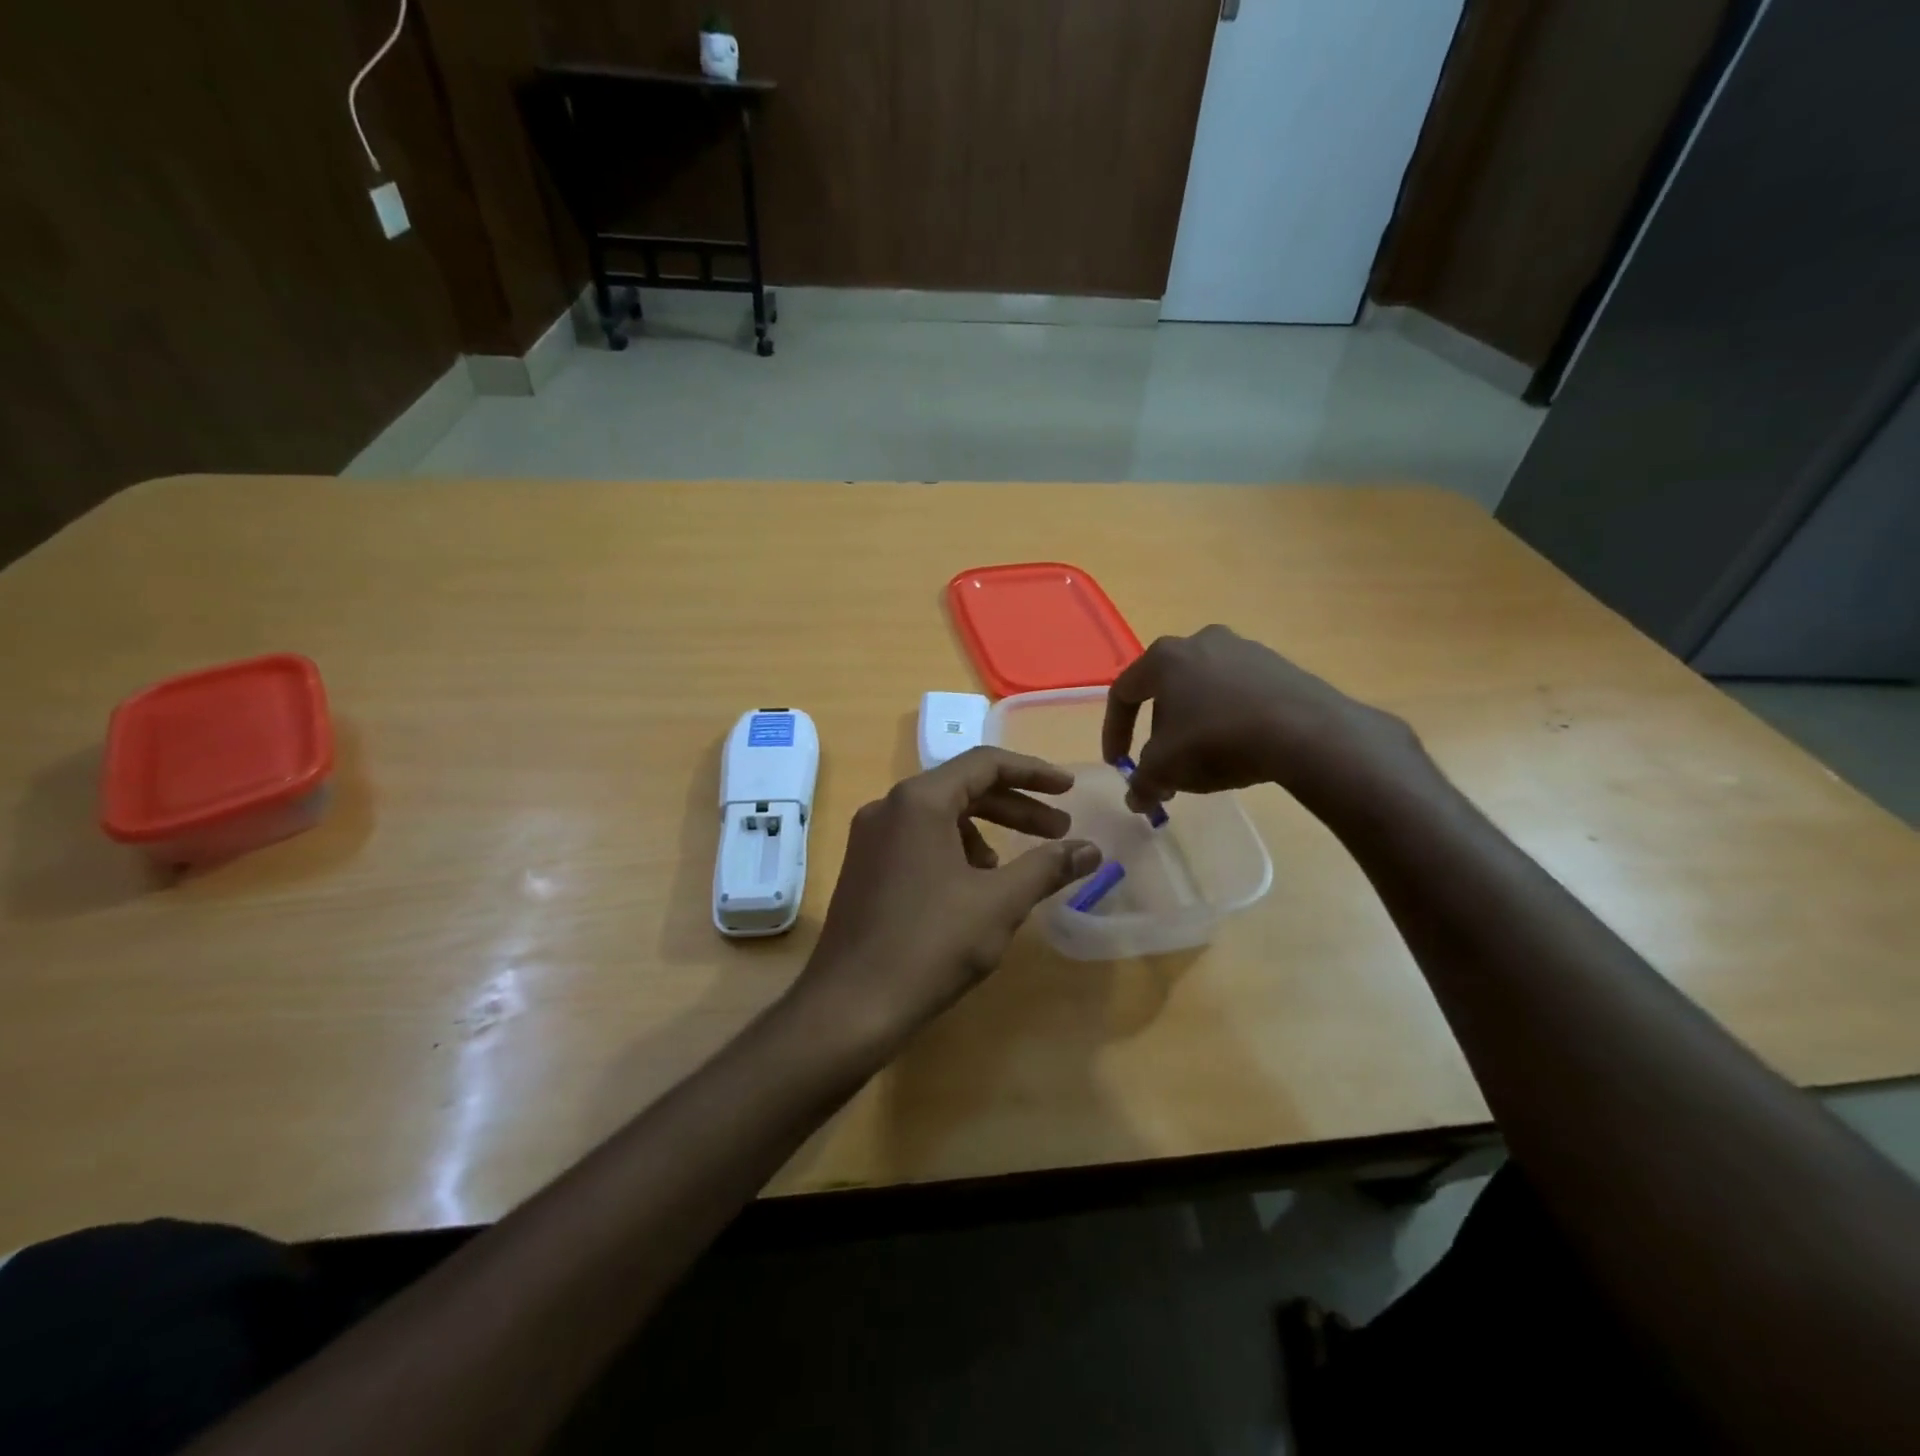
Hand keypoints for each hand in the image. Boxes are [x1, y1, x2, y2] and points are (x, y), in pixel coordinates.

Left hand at [794, 748, 1101, 1050]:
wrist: (850, 1006)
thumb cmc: (931, 944)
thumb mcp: (1000, 903)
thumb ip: (1047, 867)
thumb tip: (1091, 850)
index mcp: (919, 801)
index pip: (985, 764)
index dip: (1034, 773)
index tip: (1070, 790)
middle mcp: (889, 807)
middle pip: (963, 788)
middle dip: (1016, 808)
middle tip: (1059, 831)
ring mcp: (870, 838)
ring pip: (940, 817)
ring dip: (985, 833)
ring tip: (1012, 872)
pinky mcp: (863, 867)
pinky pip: (918, 841)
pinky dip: (954, 852)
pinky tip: (972, 891)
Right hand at [1101, 625, 1426, 814]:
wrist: (1305, 732)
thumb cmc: (1217, 740)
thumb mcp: (1166, 769)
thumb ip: (1142, 783)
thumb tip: (1136, 799)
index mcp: (1164, 657)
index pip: (1123, 693)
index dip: (1114, 731)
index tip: (1117, 763)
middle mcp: (1200, 642)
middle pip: (1165, 690)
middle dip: (1158, 731)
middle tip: (1163, 765)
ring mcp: (1244, 649)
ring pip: (1203, 690)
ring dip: (1194, 725)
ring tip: (1202, 760)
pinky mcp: (1279, 665)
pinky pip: (1238, 693)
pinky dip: (1228, 719)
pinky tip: (1239, 747)